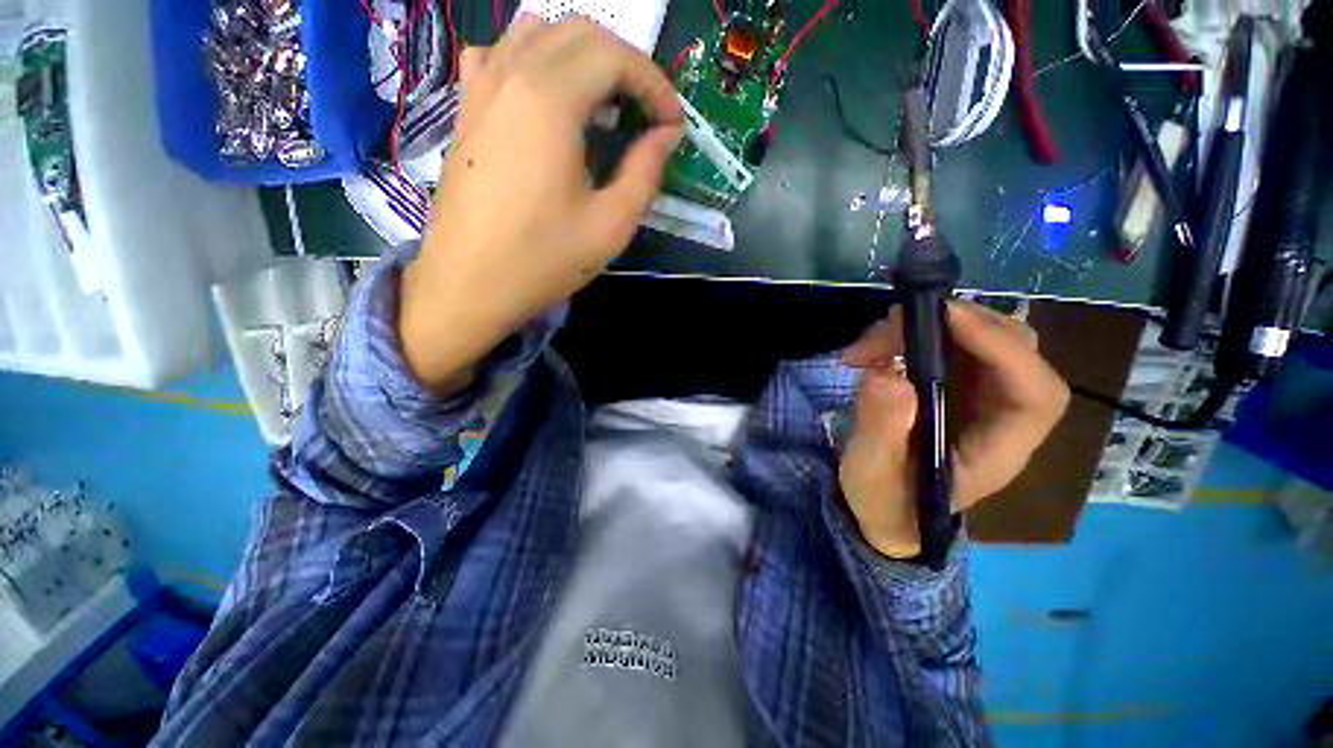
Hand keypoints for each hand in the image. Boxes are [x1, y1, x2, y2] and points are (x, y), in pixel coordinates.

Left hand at [400, 16, 683, 391]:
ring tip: (604, 105)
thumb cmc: (543, 259)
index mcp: (550, 99)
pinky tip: (546, 100)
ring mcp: (480, 86)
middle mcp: (511, 73)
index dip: (655, 85)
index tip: (672, 125)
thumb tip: (666, 135)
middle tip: (646, 115)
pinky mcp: (466, 108)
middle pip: (580, 33)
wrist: (468, 285)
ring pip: (539, 33)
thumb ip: (645, 172)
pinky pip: (501, 55)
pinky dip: (535, 61)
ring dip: (583, 57)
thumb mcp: (610, 225)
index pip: (615, 56)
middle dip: (626, 66)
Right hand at [839, 301, 1069, 558]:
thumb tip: (889, 374)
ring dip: (927, 328)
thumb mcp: (874, 474)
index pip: (1035, 392)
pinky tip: (877, 349)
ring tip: (871, 344)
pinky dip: (914, 336)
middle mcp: (1001, 417)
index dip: (1001, 348)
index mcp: (998, 450)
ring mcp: (979, 398)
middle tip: (896, 322)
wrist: (883, 507)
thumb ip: (883, 431)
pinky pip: (949, 346)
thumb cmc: (885, 500)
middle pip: (1014, 352)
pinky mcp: (953, 387)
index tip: (944, 318)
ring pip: (981, 340)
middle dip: (959, 326)